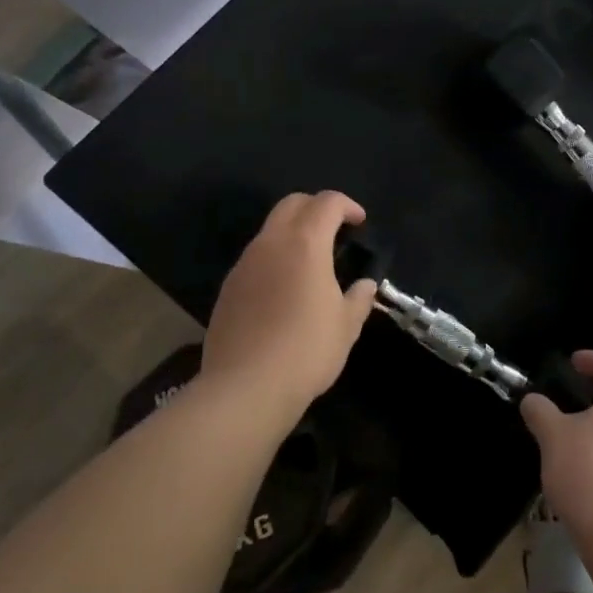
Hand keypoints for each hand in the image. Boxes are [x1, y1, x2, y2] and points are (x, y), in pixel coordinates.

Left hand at [201, 192, 376, 429]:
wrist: (245, 389)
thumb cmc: (306, 351)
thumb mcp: (346, 326)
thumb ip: (358, 298)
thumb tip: (365, 286)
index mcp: (305, 243)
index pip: (327, 203)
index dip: (347, 205)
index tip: (360, 222)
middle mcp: (271, 243)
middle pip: (292, 204)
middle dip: (316, 207)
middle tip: (335, 230)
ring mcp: (244, 264)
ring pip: (270, 230)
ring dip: (292, 233)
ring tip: (310, 262)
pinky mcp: (227, 288)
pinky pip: (255, 258)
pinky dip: (274, 259)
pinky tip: (283, 290)